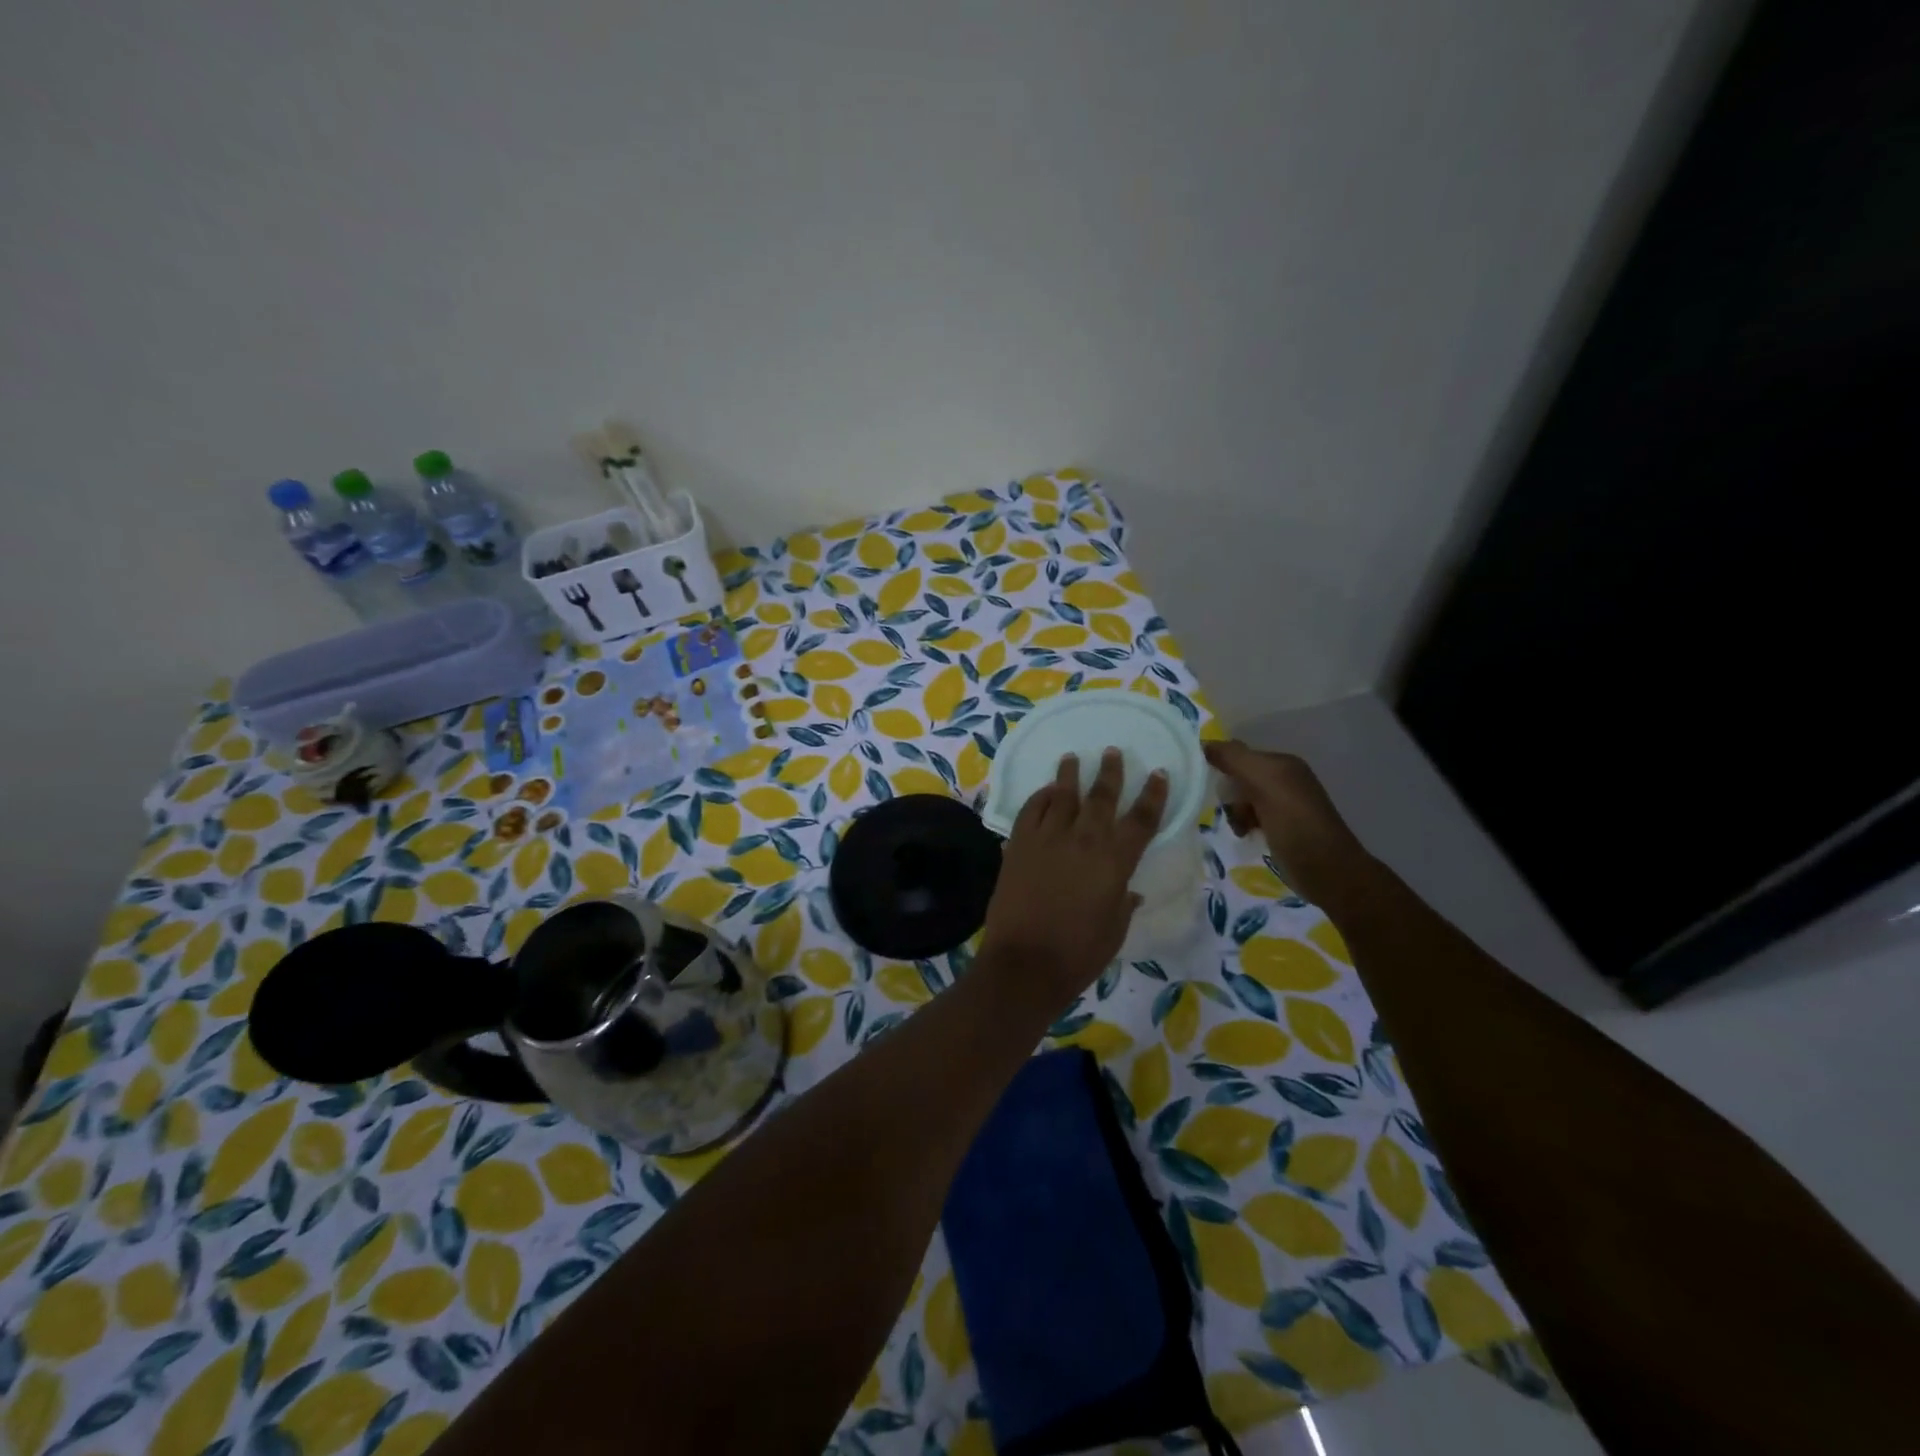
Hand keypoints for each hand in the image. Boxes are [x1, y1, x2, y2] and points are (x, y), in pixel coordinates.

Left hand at [979, 748, 1167, 1016]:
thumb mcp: (1114, 931)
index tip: (1158, 774)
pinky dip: (1039, 798)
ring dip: (1069, 774)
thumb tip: (1129, 891)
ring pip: (1061, 795)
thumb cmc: (1078, 954)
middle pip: (1101, 797)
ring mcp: (1047, 839)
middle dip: (1110, 772)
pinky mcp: (1018, 845)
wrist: (1024, 963)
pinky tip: (1044, 792)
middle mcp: (1083, 841)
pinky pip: (1030, 811)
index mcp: (1115, 862)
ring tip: (1072, 757)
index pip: (1141, 820)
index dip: (1153, 795)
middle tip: (1112, 752)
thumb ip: (1123, 903)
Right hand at [1203, 740, 1367, 902]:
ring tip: (1241, 829)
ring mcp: (1284, 804)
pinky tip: (1246, 835)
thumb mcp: (1265, 783)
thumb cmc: (1295, 824)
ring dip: (1235, 813)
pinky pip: (1250, 816)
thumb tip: (1204, 744)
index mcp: (1283, 763)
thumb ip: (1235, 759)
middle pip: (1239, 778)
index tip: (1214, 788)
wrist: (1328, 872)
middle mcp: (1285, 779)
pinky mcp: (1281, 827)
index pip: (1239, 755)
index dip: (1223, 768)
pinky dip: (1244, 824)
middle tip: (1236, 813)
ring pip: (1242, 799)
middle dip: (1230, 795)